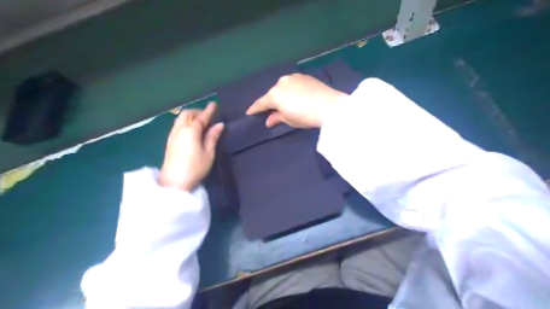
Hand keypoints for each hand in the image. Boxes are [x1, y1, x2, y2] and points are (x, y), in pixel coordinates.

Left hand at [160, 103, 224, 191]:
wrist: (173, 182)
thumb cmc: (195, 168)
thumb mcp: (208, 154)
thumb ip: (212, 137)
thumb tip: (219, 125)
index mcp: (191, 132)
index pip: (201, 117)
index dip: (208, 110)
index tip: (214, 103)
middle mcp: (179, 130)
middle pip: (187, 114)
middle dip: (197, 111)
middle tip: (207, 116)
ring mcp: (172, 135)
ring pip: (181, 119)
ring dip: (191, 117)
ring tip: (200, 123)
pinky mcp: (169, 141)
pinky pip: (178, 125)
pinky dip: (186, 122)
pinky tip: (191, 131)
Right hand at [246, 72, 344, 127]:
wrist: (329, 106)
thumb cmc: (306, 116)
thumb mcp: (289, 120)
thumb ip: (276, 118)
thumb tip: (269, 120)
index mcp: (274, 95)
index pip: (261, 103)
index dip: (254, 109)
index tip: (249, 112)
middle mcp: (281, 82)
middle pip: (272, 94)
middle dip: (271, 102)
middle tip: (272, 111)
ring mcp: (293, 77)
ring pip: (282, 87)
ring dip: (282, 94)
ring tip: (287, 103)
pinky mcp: (304, 76)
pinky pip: (293, 83)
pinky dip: (291, 89)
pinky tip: (297, 95)